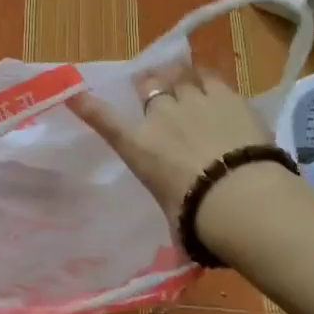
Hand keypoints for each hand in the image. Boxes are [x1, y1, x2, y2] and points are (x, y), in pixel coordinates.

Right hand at [69, 63, 282, 238]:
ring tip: (180, 74)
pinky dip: (205, 77)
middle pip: (148, 86)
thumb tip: (183, 239)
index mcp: (139, 147)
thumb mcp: (172, 214)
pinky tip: (209, 80)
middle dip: (148, 83)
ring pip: (179, 75)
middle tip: (150, 82)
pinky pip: (210, 76)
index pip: (105, 121)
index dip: (88, 106)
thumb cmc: (196, 217)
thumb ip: (172, 209)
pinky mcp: (227, 97)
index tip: (73, 94)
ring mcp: (194, 102)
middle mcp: (161, 117)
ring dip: (176, 75)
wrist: (240, 197)